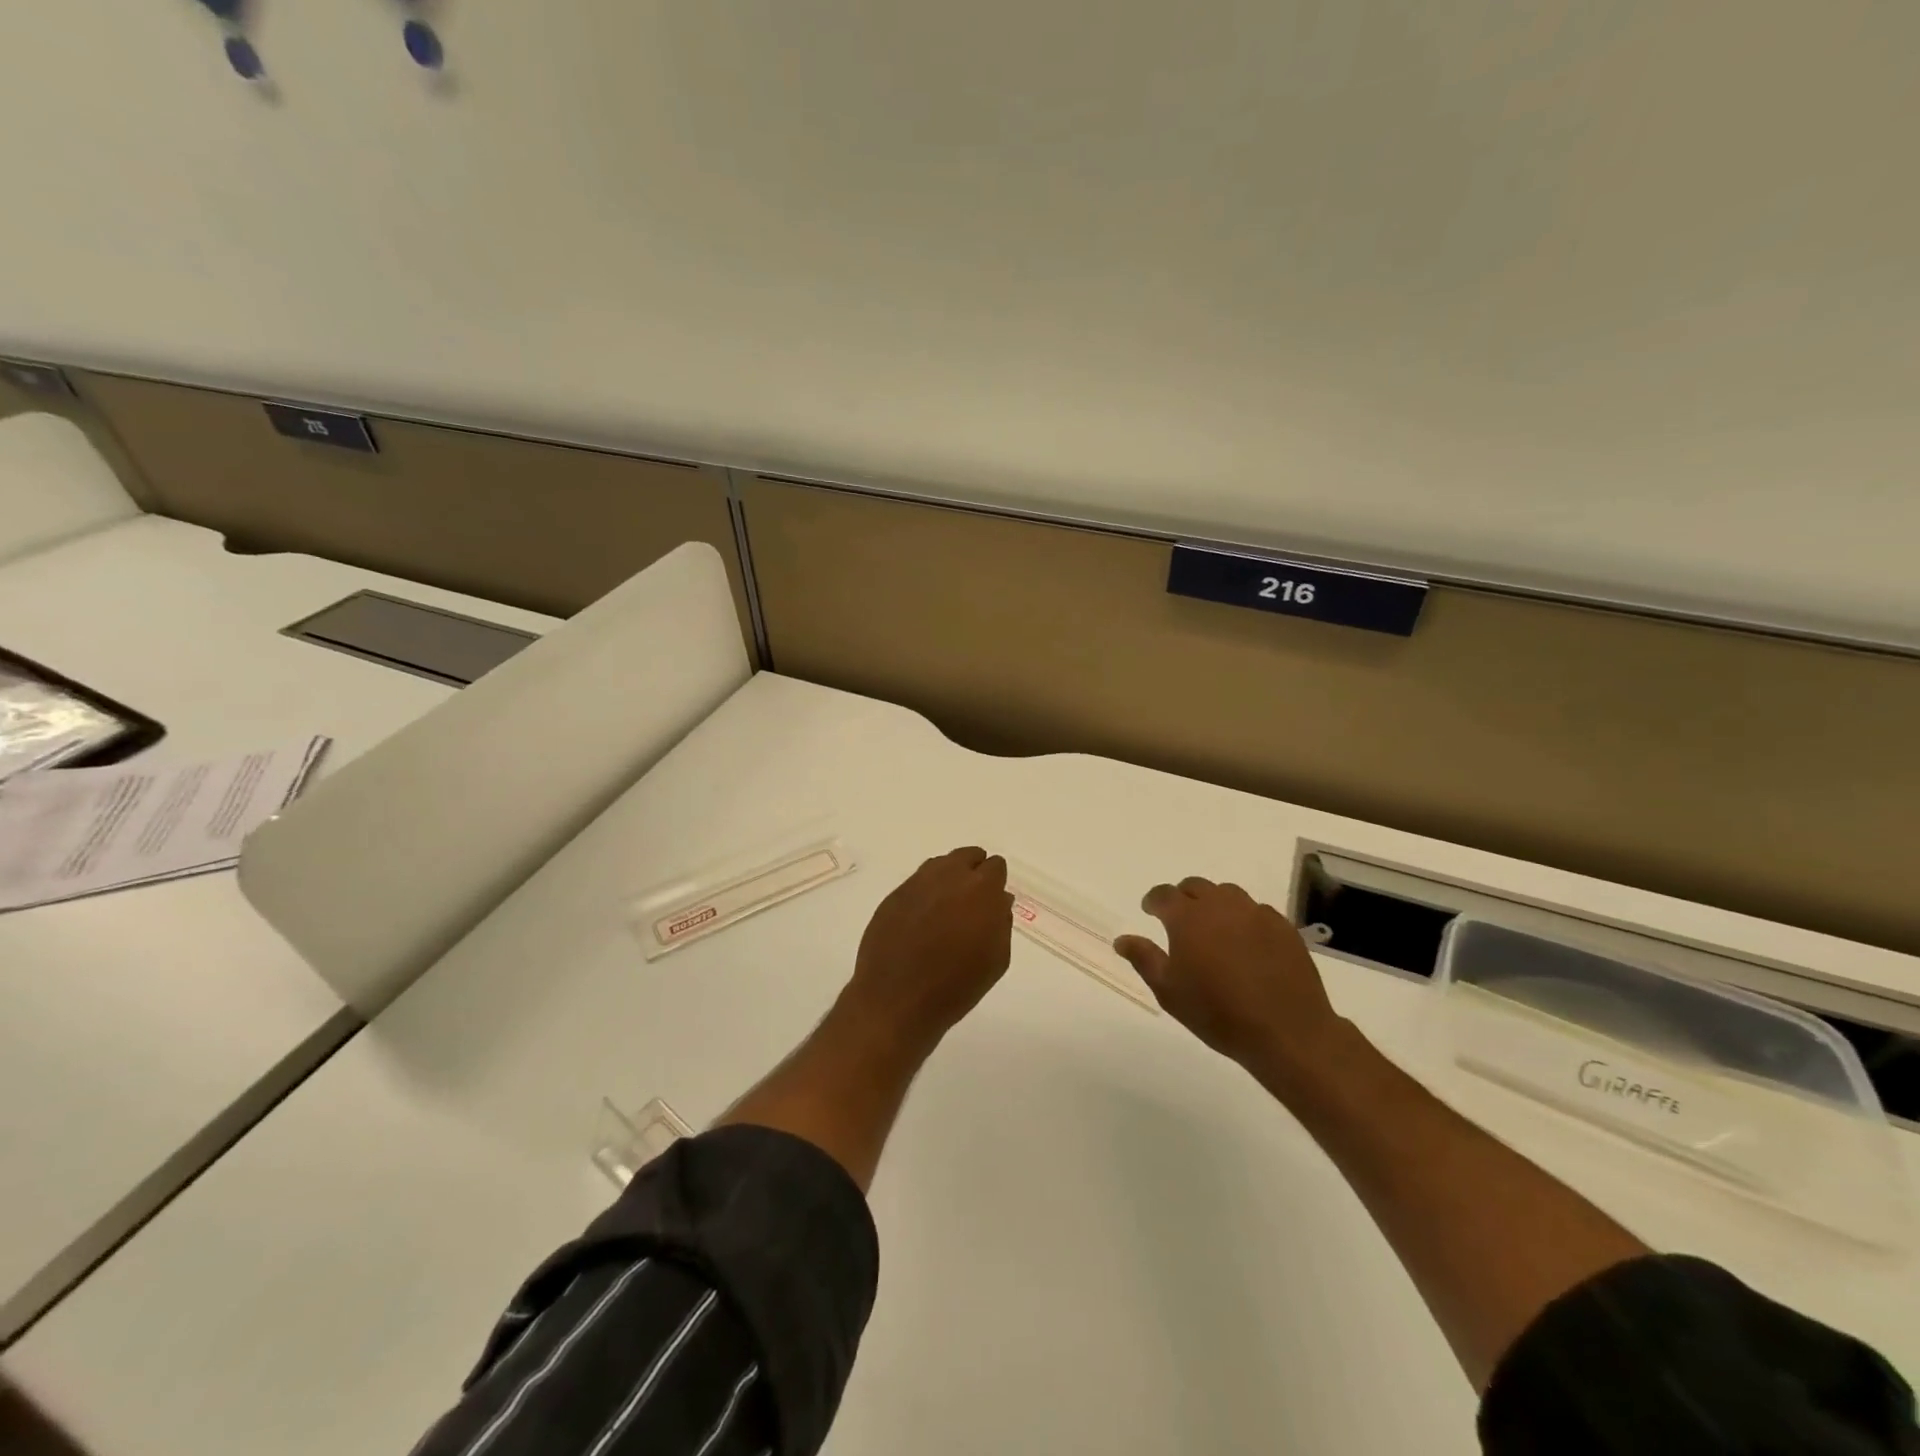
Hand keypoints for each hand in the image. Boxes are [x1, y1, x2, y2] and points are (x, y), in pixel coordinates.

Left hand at [838, 846, 1013, 1051]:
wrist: (897, 1000)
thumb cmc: (957, 986)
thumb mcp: (996, 959)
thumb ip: (1001, 922)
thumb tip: (999, 900)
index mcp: (981, 889)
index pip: (995, 866)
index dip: (995, 883)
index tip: (992, 902)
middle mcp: (949, 876)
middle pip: (967, 856)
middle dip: (973, 872)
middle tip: (972, 902)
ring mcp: (917, 883)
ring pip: (940, 865)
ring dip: (948, 878)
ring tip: (947, 909)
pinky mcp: (894, 895)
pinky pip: (917, 882)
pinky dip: (925, 893)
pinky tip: (923, 918)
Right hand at [1114, 877, 1345, 1083]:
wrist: (1286, 1031)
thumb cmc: (1217, 1013)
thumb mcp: (1169, 991)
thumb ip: (1143, 958)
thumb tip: (1122, 939)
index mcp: (1188, 917)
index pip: (1164, 894)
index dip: (1153, 900)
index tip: (1149, 911)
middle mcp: (1221, 905)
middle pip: (1196, 887)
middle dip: (1183, 898)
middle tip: (1179, 920)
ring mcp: (1256, 913)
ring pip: (1228, 894)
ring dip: (1214, 904)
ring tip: (1213, 929)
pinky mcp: (1283, 927)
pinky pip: (1257, 911)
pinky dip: (1244, 919)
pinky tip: (1246, 943)